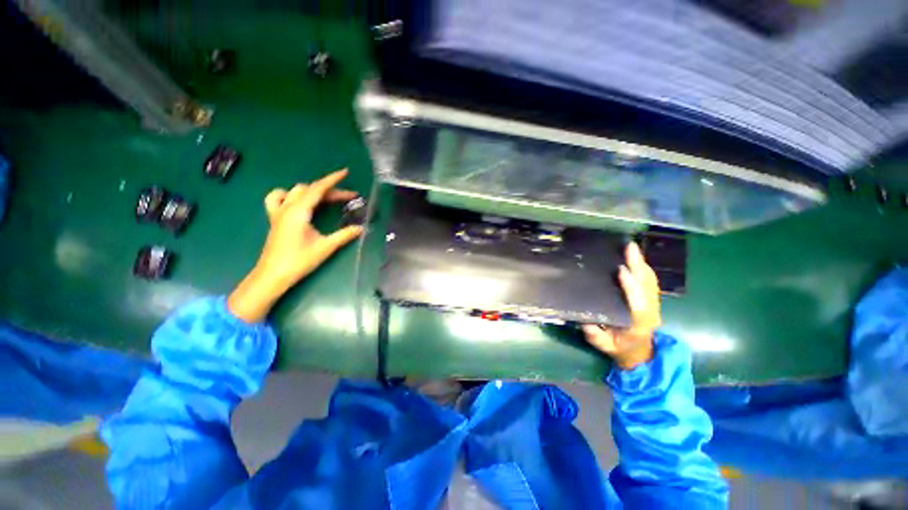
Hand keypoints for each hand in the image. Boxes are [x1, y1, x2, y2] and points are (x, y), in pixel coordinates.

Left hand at [227, 169, 363, 322]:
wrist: (273, 275)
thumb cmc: (299, 261)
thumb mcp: (326, 247)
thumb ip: (344, 235)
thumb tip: (362, 228)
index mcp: (299, 212)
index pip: (317, 189)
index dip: (332, 180)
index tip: (345, 172)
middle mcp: (287, 208)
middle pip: (309, 190)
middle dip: (330, 190)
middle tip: (349, 198)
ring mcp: (278, 213)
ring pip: (294, 191)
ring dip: (311, 190)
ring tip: (325, 198)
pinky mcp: (275, 219)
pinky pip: (278, 199)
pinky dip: (289, 195)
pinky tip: (298, 203)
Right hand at [582, 242, 660, 369]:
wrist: (640, 352)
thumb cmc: (619, 348)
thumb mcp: (604, 346)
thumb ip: (595, 336)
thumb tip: (584, 320)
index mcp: (638, 324)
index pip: (638, 304)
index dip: (631, 287)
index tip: (621, 271)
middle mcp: (650, 312)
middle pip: (647, 286)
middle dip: (638, 265)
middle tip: (629, 247)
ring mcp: (653, 304)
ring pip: (650, 281)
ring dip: (641, 263)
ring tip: (631, 247)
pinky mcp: (651, 299)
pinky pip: (649, 281)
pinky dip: (643, 267)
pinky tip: (635, 257)